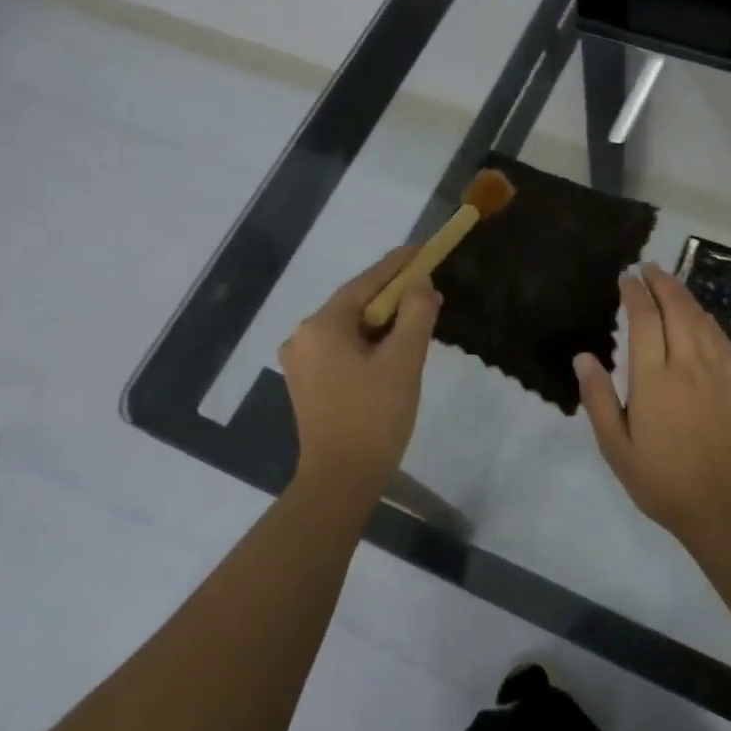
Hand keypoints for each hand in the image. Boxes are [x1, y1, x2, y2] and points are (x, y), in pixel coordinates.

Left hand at [280, 247, 440, 499]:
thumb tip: (422, 286)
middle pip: (356, 303)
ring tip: (417, 318)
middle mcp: (303, 336)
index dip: (398, 264)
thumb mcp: (404, 361)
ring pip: (350, 327)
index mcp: (322, 326)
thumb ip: (416, 315)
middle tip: (429, 288)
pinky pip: (342, 348)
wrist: (340, 481)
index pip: (366, 282)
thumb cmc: (374, 418)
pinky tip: (392, 349)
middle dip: (393, 295)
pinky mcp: (307, 383)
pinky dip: (369, 342)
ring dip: (383, 321)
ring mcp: (301, 361)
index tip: (423, 249)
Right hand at [574, 263, 730, 541]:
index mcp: (654, 378)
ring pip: (701, 319)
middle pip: (677, 309)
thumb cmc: (662, 480)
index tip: (626, 278)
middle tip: (648, 267)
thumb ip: (599, 398)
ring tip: (670, 281)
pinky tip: (701, 315)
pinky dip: (708, 318)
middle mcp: (688, 365)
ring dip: (685, 295)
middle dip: (662, 283)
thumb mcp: (616, 447)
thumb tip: (583, 357)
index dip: (635, 294)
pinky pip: (721, 339)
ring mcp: (717, 372)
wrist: (724, 506)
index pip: (644, 320)